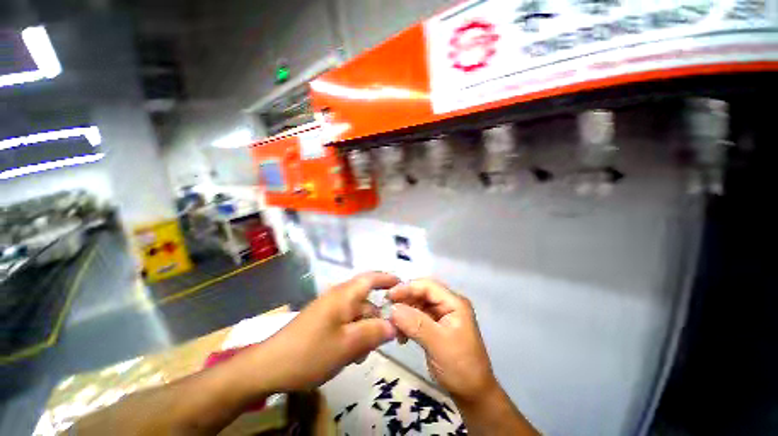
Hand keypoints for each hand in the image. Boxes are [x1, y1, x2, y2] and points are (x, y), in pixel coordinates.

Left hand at [263, 272, 398, 390]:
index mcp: (344, 295)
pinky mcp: (322, 322)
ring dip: (364, 331)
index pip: (370, 278)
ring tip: (362, 354)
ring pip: (356, 315)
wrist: (268, 367)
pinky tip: (349, 355)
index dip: (387, 279)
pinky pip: (345, 324)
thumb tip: (395, 325)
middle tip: (386, 339)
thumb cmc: (310, 353)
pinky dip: (352, 336)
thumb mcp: (348, 345)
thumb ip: (374, 332)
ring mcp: (328, 310)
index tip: (402, 285)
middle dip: (377, 319)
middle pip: (366, 301)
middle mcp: (337, 297)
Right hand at [388, 279, 497, 402]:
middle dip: (404, 300)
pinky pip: (418, 317)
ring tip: (393, 327)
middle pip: (422, 293)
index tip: (389, 296)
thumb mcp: (438, 344)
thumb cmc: (460, 367)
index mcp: (454, 302)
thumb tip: (393, 308)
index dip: (407, 288)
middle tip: (387, 310)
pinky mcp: (435, 326)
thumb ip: (416, 323)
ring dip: (404, 313)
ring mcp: (442, 315)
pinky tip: (401, 336)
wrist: (472, 393)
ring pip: (418, 305)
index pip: (428, 286)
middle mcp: (448, 304)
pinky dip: (407, 323)